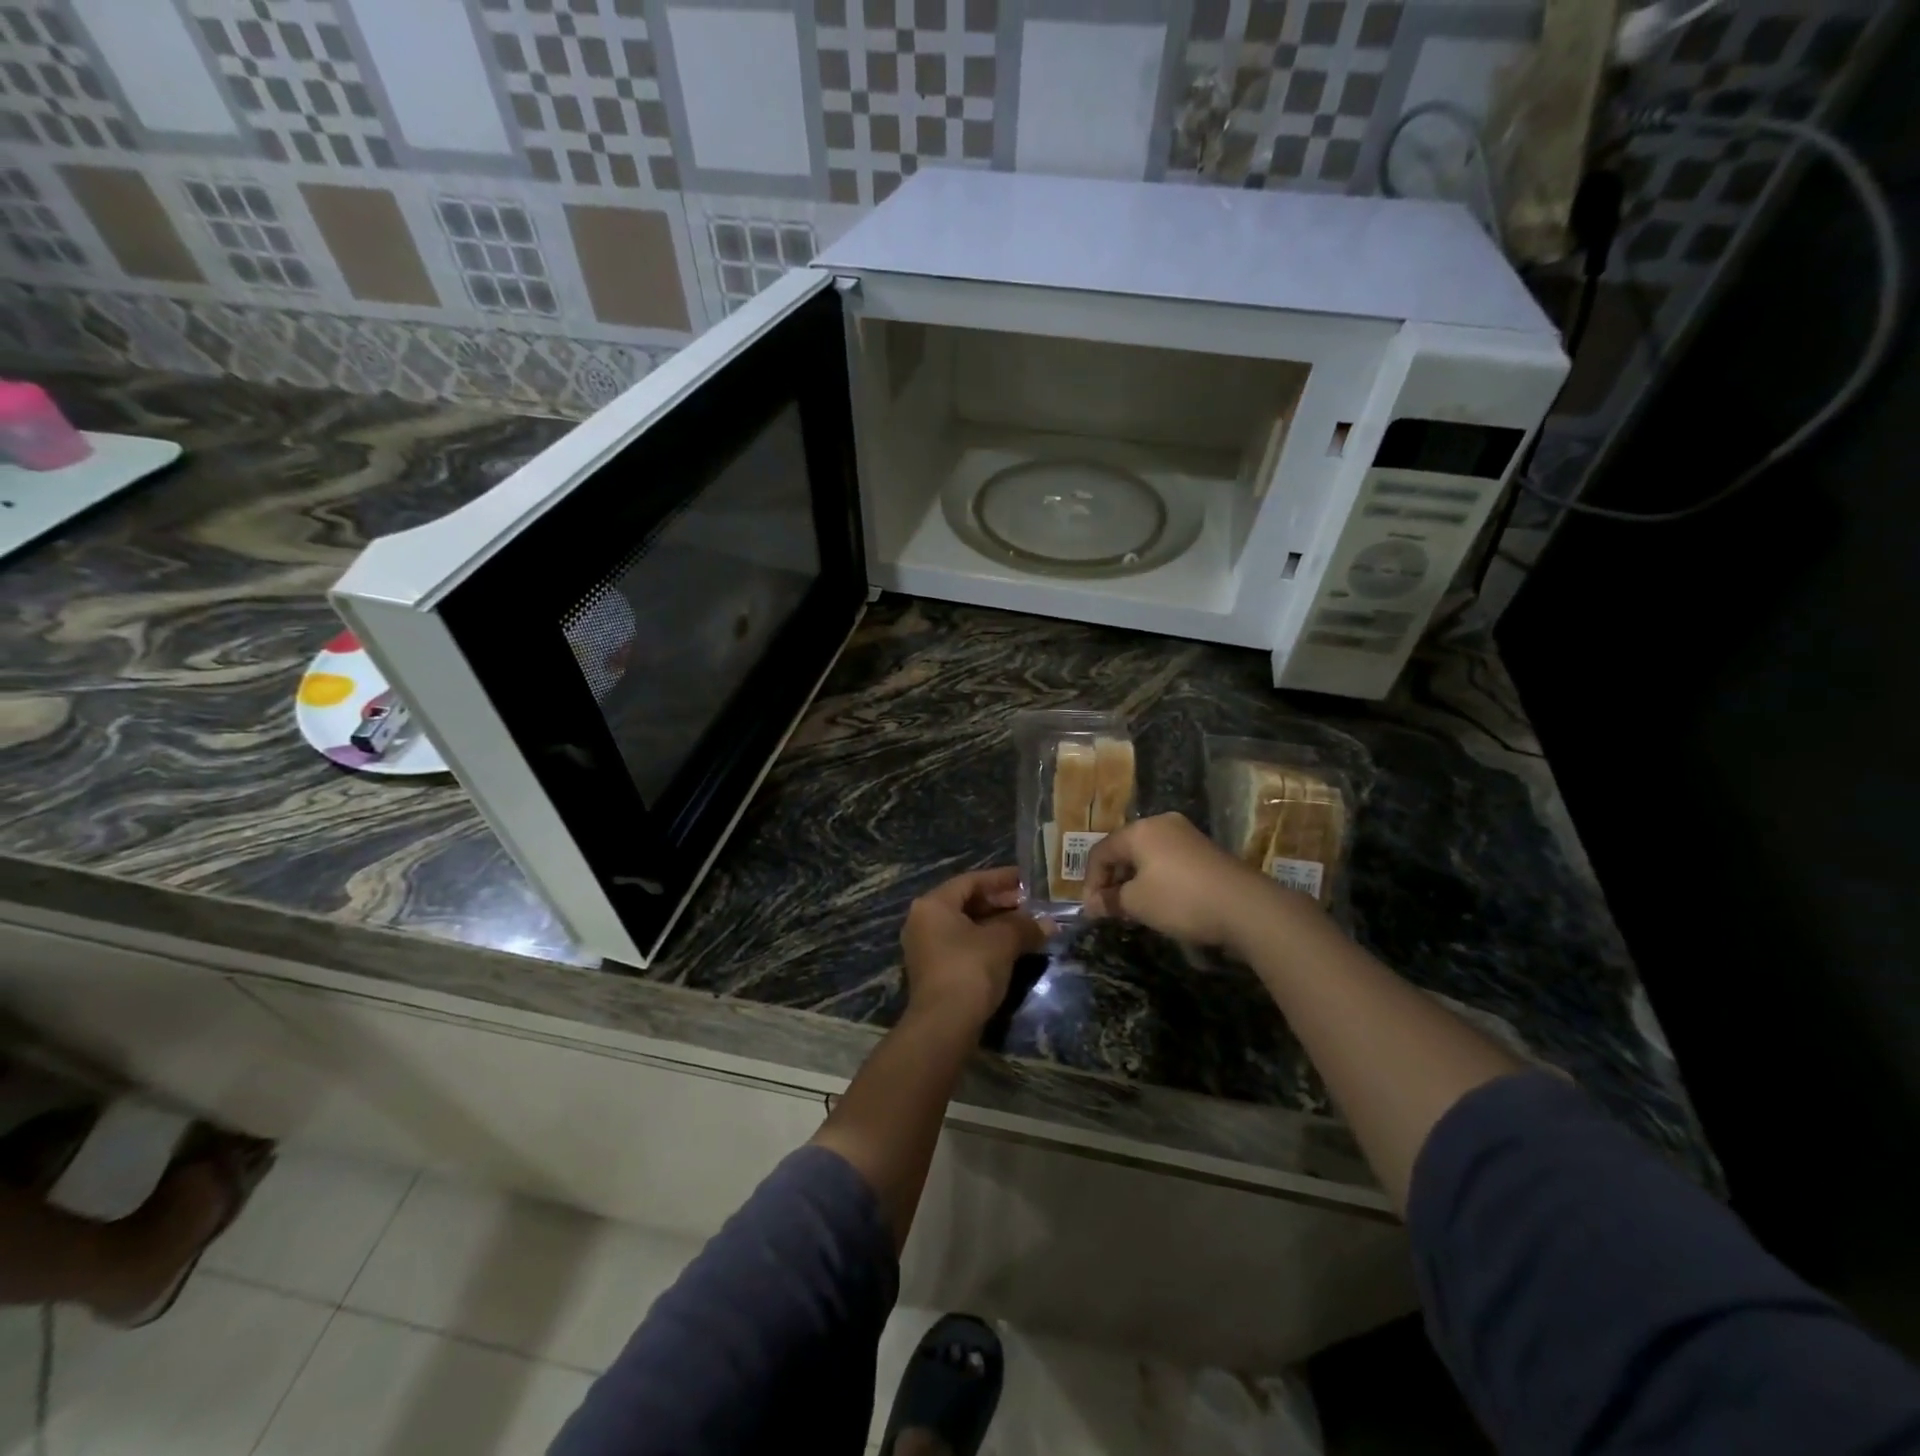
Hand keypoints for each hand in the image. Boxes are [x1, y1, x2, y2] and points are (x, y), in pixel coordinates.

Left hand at [901, 867, 1047, 1028]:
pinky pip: (962, 945)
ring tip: (1027, 926)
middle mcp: (923, 920)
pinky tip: (1011, 948)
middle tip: (1031, 905)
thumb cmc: (970, 968)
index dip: (1001, 878)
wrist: (944, 1024)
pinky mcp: (933, 971)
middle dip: (1001, 903)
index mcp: (933, 904)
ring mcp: (926, 947)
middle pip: (966, 902)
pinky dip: (986, 942)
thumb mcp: (1003, 942)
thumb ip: (1025, 926)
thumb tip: (1049, 924)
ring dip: (996, 924)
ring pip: (965, 926)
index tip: (1027, 880)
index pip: (971, 881)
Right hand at [1084, 812, 1303, 952]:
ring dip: (1134, 882)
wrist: (1246, 907)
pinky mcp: (1205, 851)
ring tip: (1133, 910)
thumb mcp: (1137, 903)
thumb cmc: (1181, 900)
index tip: (1092, 910)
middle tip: (1110, 910)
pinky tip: (1160, 903)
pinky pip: (1168, 861)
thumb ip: (1110, 901)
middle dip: (1112, 881)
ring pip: (1147, 856)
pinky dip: (1156, 879)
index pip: (1101, 851)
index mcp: (1139, 830)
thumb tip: (1092, 905)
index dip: (1090, 881)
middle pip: (1124, 850)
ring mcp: (1186, 836)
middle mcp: (1161, 824)